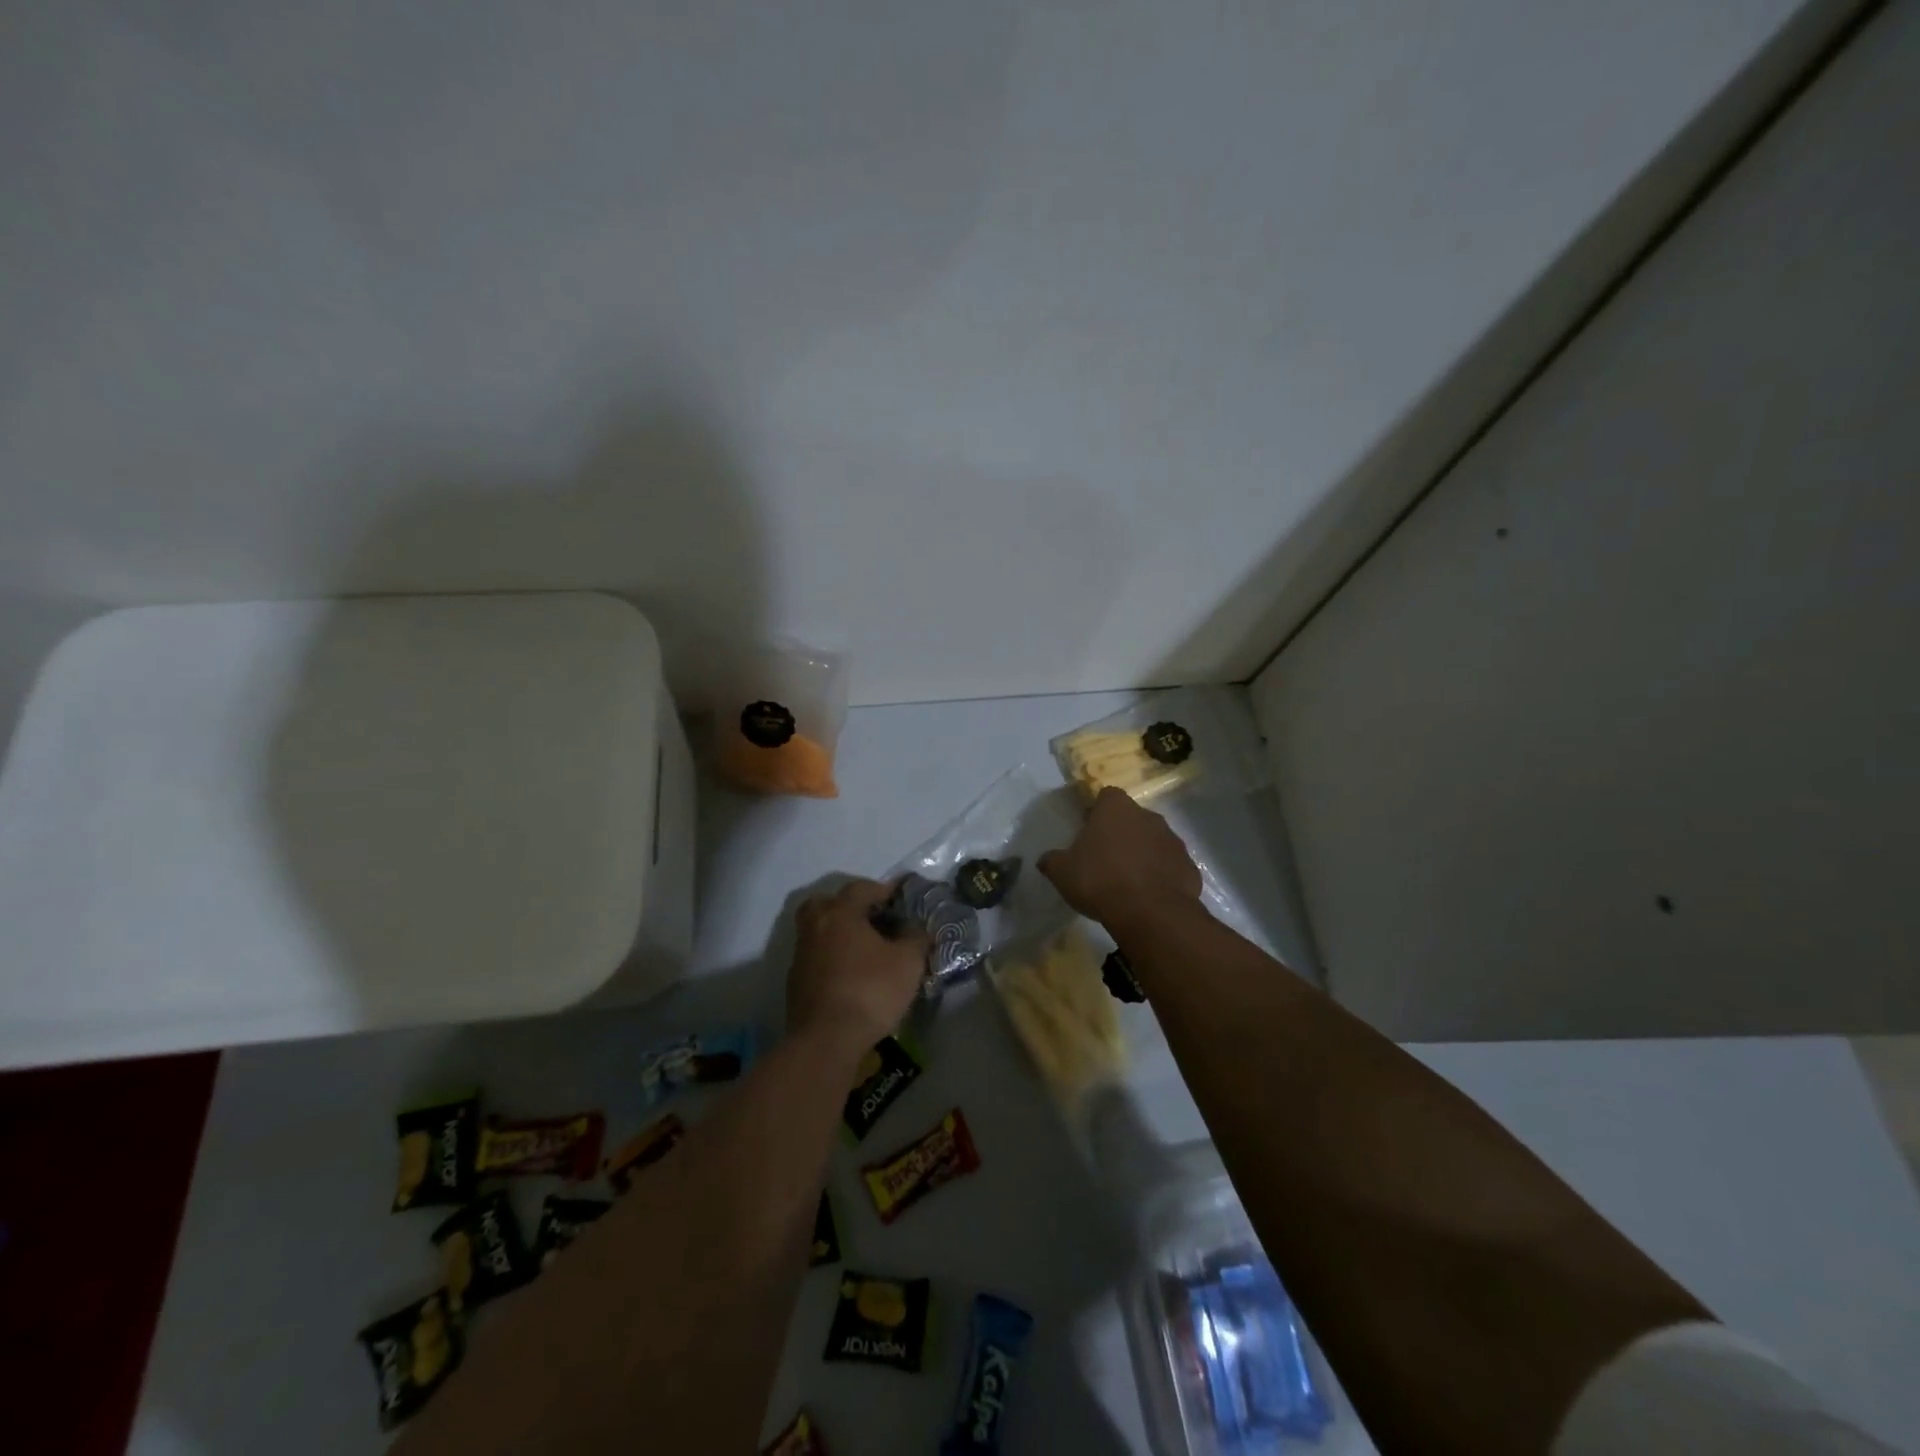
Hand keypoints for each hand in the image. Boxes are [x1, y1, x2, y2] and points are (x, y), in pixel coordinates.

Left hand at [788, 879, 926, 1051]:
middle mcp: (815, 926)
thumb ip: (916, 938)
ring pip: (819, 930)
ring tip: (864, 948)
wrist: (826, 1040)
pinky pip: (816, 956)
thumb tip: (917, 928)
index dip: (883, 889)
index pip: (861, 888)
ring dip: (839, 933)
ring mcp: (801, 954)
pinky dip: (831, 957)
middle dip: (850, 906)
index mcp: (840, 912)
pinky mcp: (795, 981)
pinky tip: (849, 973)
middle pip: (828, 903)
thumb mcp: (908, 962)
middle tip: (872, 918)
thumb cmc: (870, 991)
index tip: (901, 897)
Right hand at [1038, 788, 1202, 931]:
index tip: (1088, 830)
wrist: (1150, 913)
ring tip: (1127, 880)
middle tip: (1105, 858)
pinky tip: (1148, 896)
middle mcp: (1148, 816)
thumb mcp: (1062, 872)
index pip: (1106, 796)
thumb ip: (1052, 861)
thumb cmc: (1100, 881)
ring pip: (1154, 841)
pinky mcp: (1189, 866)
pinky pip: (1170, 866)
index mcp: (1116, 808)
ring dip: (1142, 854)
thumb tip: (1045, 859)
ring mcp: (1173, 840)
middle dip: (1121, 833)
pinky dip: (1161, 876)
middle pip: (1132, 818)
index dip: (1097, 811)